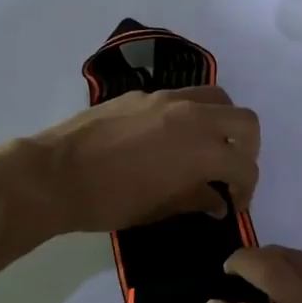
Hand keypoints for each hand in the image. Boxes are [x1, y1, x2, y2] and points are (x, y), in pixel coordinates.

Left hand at [24, 86, 260, 234]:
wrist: (55, 174)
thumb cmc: (110, 200)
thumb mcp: (160, 208)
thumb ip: (197, 199)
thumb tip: (218, 200)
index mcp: (202, 149)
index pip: (244, 165)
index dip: (246, 188)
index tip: (234, 204)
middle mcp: (193, 115)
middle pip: (245, 120)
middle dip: (247, 148)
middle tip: (231, 170)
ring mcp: (167, 98)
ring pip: (216, 99)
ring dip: (222, 123)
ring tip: (207, 147)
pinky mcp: (144, 94)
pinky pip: (182, 98)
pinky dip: (190, 116)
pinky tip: (169, 140)